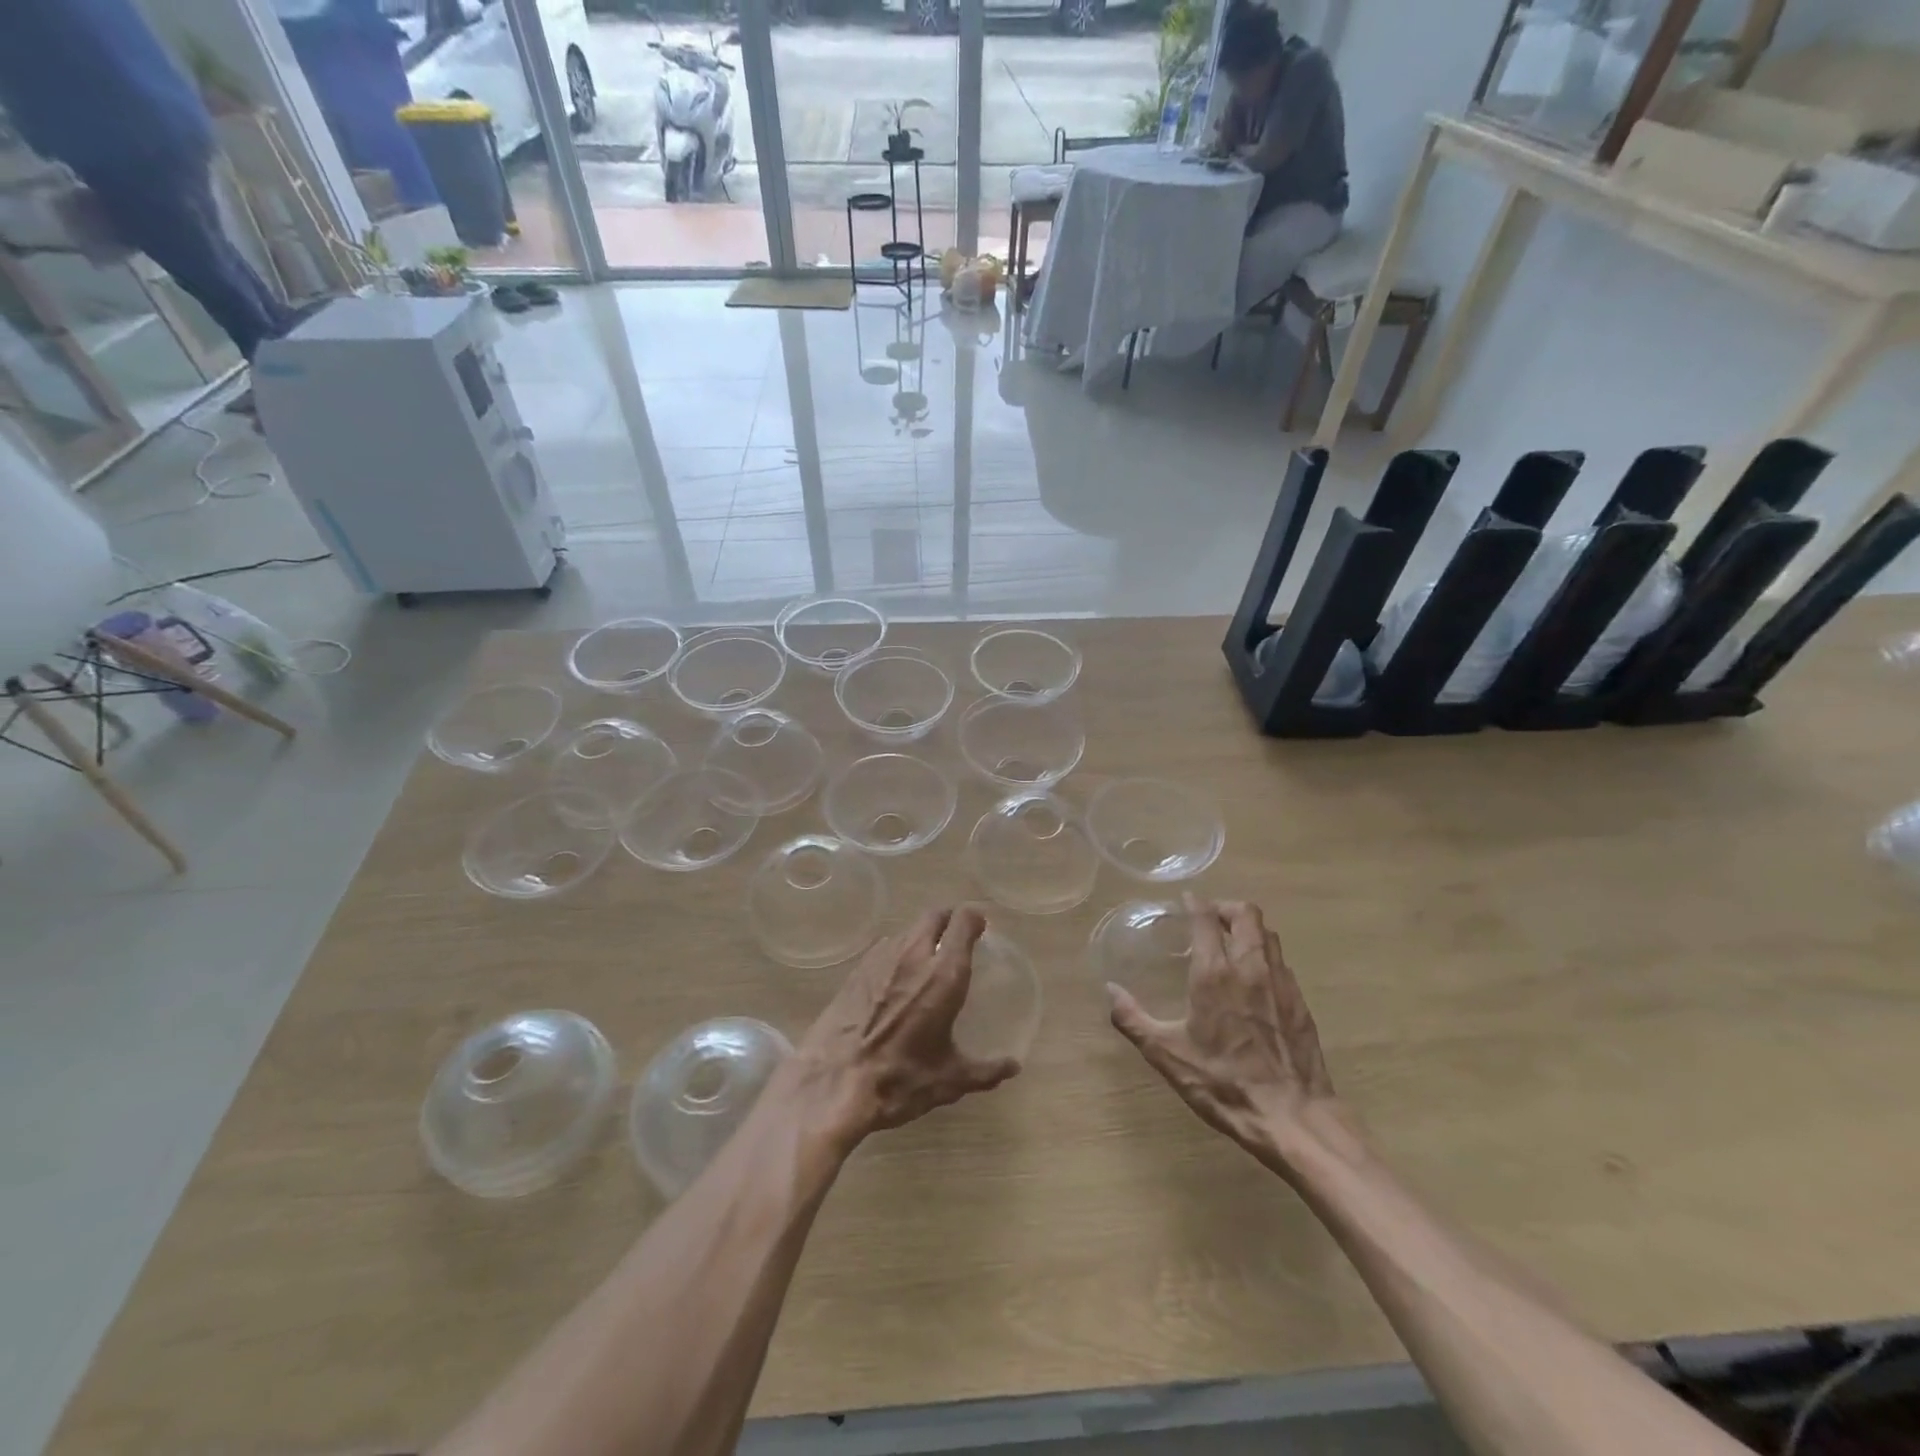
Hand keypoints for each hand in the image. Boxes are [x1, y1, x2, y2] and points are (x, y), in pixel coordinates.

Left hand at [794, 906, 1020, 1151]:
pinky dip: (898, 952)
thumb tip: (1012, 1067)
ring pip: (908, 929)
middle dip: (949, 920)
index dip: (975, 919)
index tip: (981, 928)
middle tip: (956, 938)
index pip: (963, 922)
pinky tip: (896, 977)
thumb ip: (985, 1071)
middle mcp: (914, 954)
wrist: (832, 1082)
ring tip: (927, 959)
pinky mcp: (856, 969)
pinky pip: (885, 947)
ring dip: (922, 936)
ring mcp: (881, 958)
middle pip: (934, 916)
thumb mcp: (949, 1080)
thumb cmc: (899, 1078)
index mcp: (944, 973)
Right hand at [1106, 895, 1348, 1177]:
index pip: (1205, 918)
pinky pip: (1282, 961)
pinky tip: (1254, 977)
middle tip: (1209, 916)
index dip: (1194, 903)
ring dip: (1248, 927)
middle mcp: (1250, 967)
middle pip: (1246, 913)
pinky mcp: (1300, 1002)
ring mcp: (1281, 982)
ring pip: (1268, 934)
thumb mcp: (1168, 1054)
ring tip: (1231, 940)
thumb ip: (1133, 1019)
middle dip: (1226, 907)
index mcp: (1214, 973)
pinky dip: (1265, 954)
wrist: (1293, 1117)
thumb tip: (1110, 990)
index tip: (1185, 900)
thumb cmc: (1224, 1083)